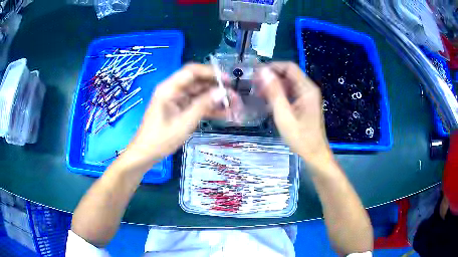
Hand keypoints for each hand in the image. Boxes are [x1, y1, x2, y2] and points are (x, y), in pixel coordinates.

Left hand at [125, 64, 239, 167]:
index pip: (191, 72)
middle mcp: (173, 91)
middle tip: (234, 97)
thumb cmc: (160, 139)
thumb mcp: (183, 123)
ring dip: (216, 100)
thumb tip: (221, 92)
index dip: (210, 73)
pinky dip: (209, 109)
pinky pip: (197, 105)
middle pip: (198, 83)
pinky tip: (224, 114)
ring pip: (200, 94)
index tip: (227, 80)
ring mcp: (177, 100)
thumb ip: (202, 106)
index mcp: (169, 89)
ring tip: (233, 107)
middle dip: (217, 88)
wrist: (146, 153)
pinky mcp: (180, 109)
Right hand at [254, 62, 332, 165]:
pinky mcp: (305, 104)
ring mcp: (307, 96)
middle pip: (288, 74)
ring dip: (274, 86)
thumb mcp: (284, 115)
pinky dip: (279, 95)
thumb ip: (274, 92)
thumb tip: (264, 71)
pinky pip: (291, 93)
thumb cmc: (300, 137)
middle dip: (271, 77)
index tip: (256, 74)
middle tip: (254, 85)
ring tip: (258, 94)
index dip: (272, 67)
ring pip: (288, 84)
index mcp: (307, 89)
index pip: (289, 67)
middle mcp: (308, 89)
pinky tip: (269, 102)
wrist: (314, 154)